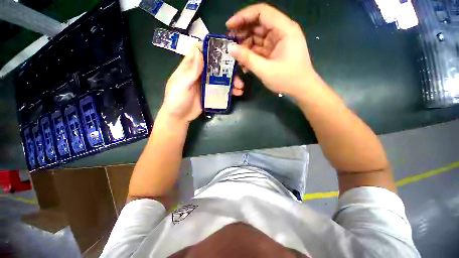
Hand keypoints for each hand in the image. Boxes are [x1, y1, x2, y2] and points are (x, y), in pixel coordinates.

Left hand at [161, 44, 244, 121]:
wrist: (179, 117)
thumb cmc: (176, 100)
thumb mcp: (181, 85)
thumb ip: (190, 71)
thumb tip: (199, 51)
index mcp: (190, 67)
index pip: (200, 51)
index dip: (211, 47)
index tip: (225, 48)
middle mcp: (200, 73)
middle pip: (215, 66)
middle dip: (227, 67)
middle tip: (238, 73)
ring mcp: (206, 84)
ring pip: (221, 78)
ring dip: (231, 80)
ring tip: (240, 86)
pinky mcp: (211, 94)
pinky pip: (222, 89)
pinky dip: (230, 91)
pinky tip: (237, 93)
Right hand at [227, 3, 318, 97]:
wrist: (302, 89)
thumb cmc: (287, 79)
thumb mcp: (265, 70)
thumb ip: (248, 58)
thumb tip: (230, 48)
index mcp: (284, 29)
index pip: (261, 12)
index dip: (243, 16)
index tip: (229, 26)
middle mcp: (281, 31)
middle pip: (258, 23)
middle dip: (242, 32)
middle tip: (229, 43)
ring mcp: (278, 42)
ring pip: (258, 37)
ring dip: (245, 45)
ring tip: (236, 56)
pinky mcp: (275, 51)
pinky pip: (260, 48)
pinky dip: (251, 54)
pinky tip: (244, 63)